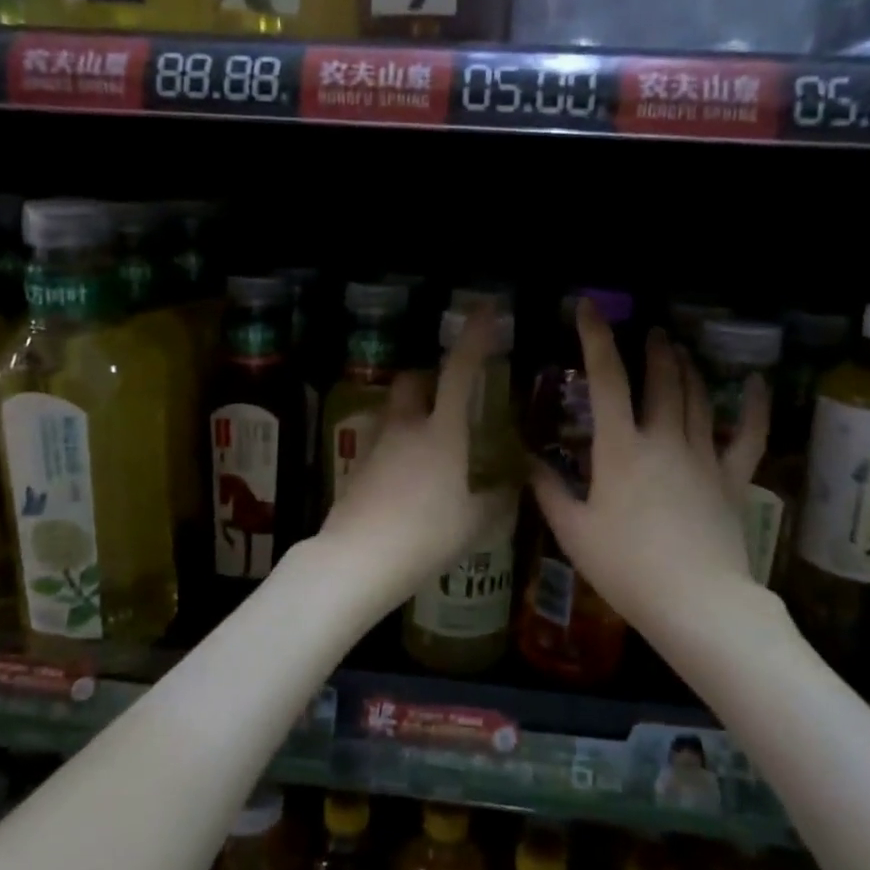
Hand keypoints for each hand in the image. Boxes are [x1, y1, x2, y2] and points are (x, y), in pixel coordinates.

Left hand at [318, 307, 513, 606]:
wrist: (358, 559)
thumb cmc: (426, 536)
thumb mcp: (476, 523)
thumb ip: (498, 499)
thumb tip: (512, 485)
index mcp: (442, 432)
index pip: (460, 371)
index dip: (475, 337)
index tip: (484, 309)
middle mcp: (406, 427)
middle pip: (413, 381)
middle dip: (430, 377)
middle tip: (450, 395)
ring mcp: (376, 445)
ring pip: (393, 409)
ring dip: (411, 410)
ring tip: (430, 438)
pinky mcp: (358, 466)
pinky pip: (381, 440)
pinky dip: (396, 442)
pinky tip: (407, 473)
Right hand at [530, 300, 794, 636]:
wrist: (697, 604)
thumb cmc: (626, 568)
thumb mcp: (573, 531)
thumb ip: (548, 489)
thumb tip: (526, 460)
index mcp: (620, 448)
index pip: (606, 380)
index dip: (596, 339)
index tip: (588, 307)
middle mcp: (664, 440)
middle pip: (661, 380)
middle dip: (653, 349)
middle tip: (648, 332)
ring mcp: (703, 457)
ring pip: (696, 397)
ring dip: (685, 367)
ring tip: (676, 348)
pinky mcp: (732, 479)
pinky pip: (747, 435)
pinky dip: (753, 406)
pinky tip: (756, 383)